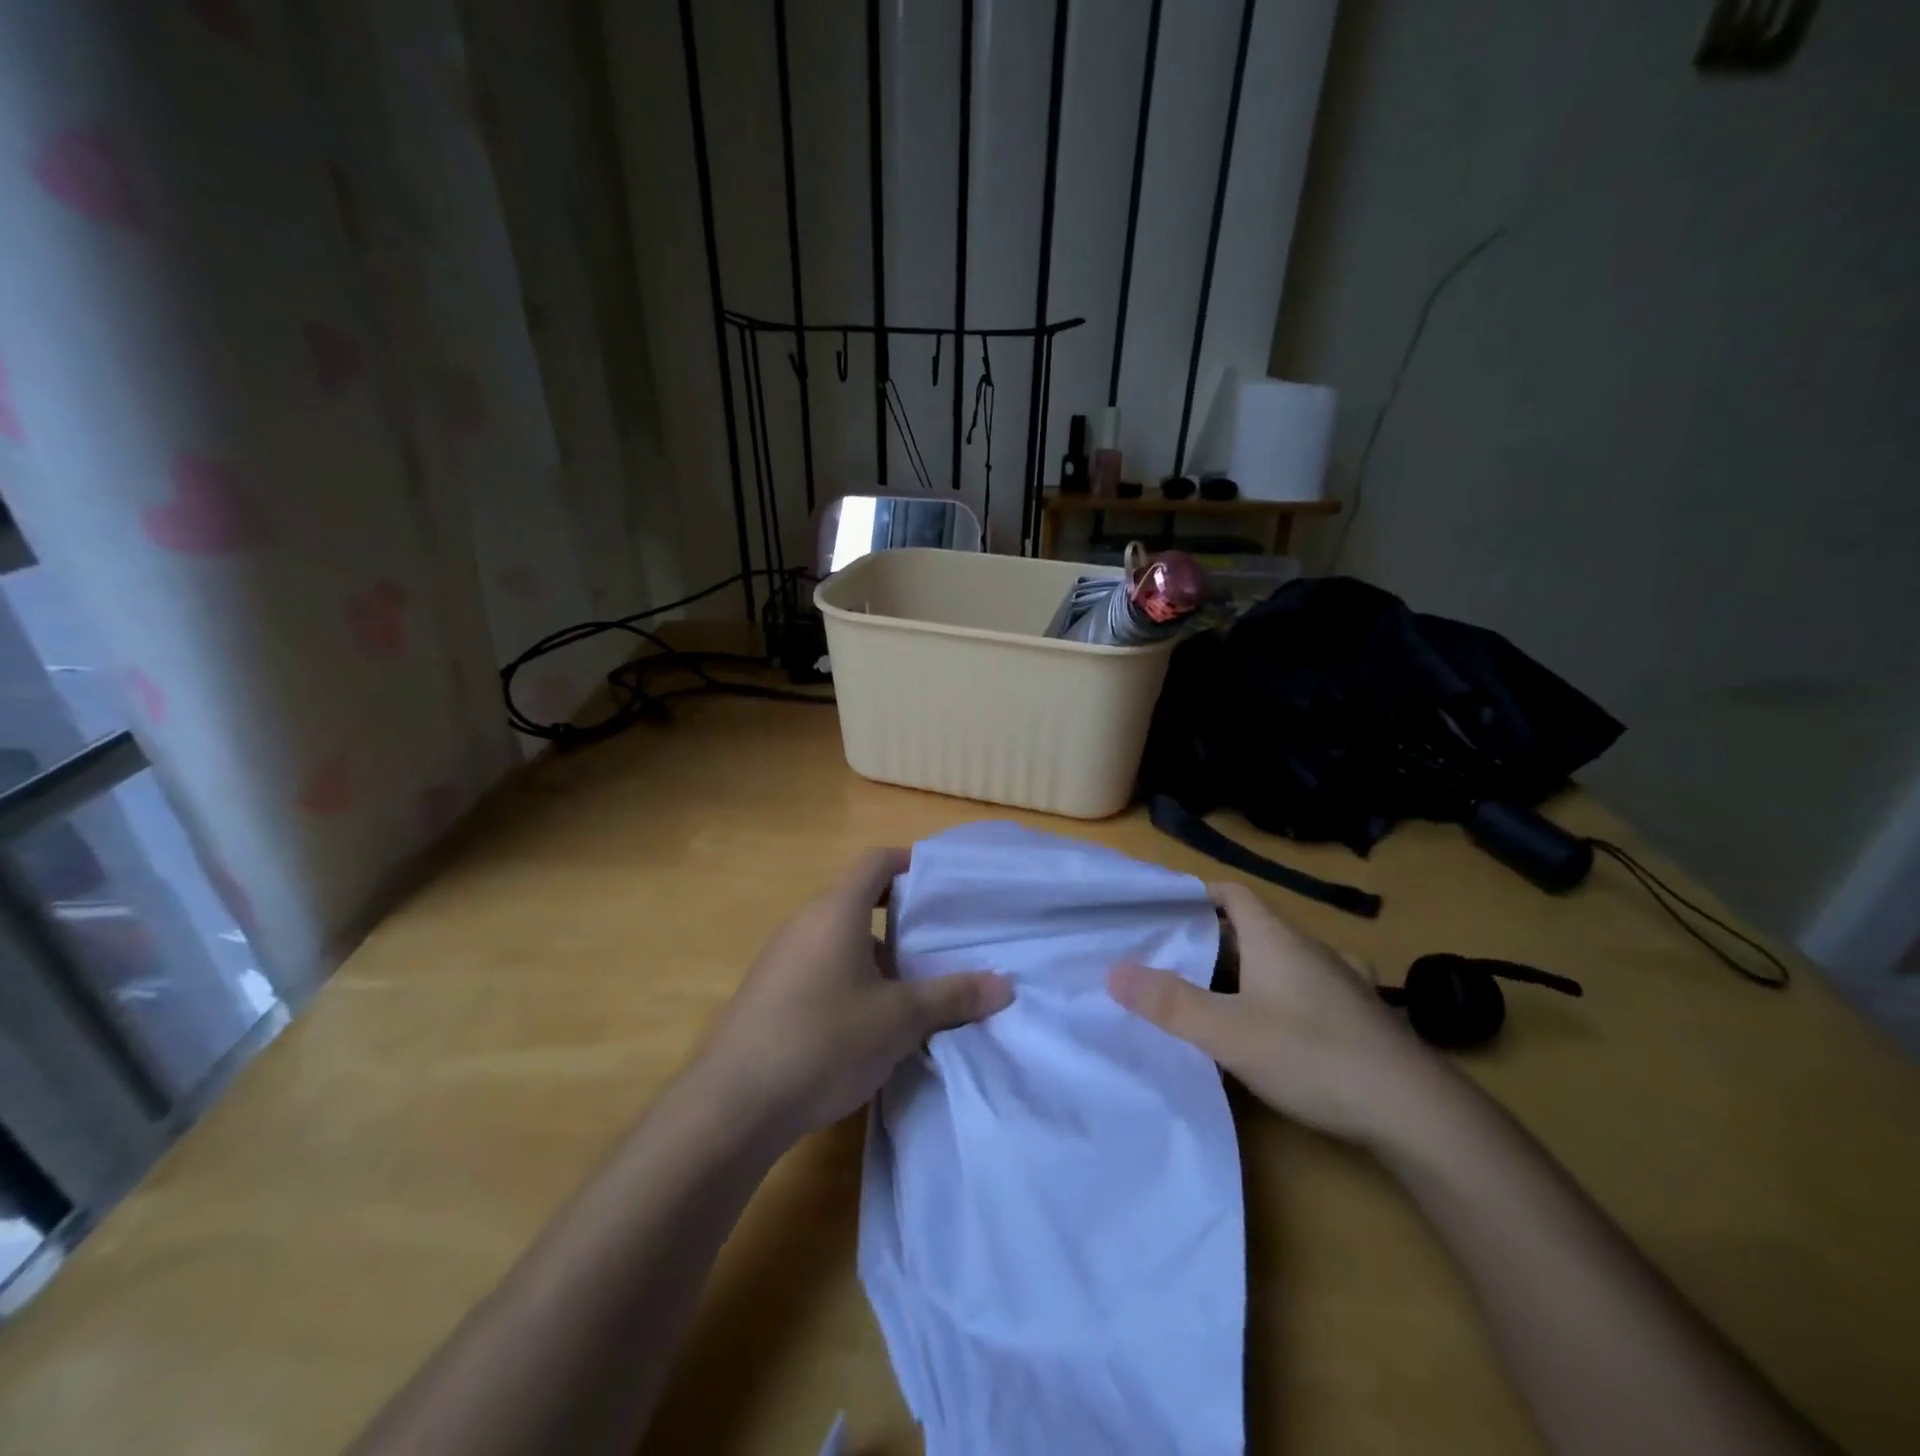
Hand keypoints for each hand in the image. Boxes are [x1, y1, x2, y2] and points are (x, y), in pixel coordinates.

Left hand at [696, 848, 1013, 1143]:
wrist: (734, 1104)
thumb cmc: (825, 1041)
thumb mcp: (900, 1020)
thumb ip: (953, 997)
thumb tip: (1005, 986)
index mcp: (836, 912)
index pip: (876, 861)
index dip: (910, 862)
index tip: (942, 883)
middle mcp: (805, 923)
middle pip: (858, 898)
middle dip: (900, 916)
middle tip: (938, 940)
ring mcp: (781, 958)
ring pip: (839, 937)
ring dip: (875, 952)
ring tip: (912, 985)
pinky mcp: (768, 992)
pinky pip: (819, 965)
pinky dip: (849, 976)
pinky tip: (867, 1021)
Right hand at [1108, 882, 1446, 1147]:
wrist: (1418, 1114)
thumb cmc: (1314, 1056)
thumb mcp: (1229, 1033)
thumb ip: (1170, 1003)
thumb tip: (1114, 971)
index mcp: (1277, 938)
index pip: (1233, 893)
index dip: (1198, 893)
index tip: (1163, 908)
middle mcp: (1311, 949)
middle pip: (1252, 927)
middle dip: (1211, 937)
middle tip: (1171, 957)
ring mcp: (1341, 983)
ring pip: (1281, 960)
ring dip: (1246, 968)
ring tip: (1212, 992)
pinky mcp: (1360, 1018)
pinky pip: (1306, 990)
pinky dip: (1280, 995)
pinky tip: (1274, 1026)